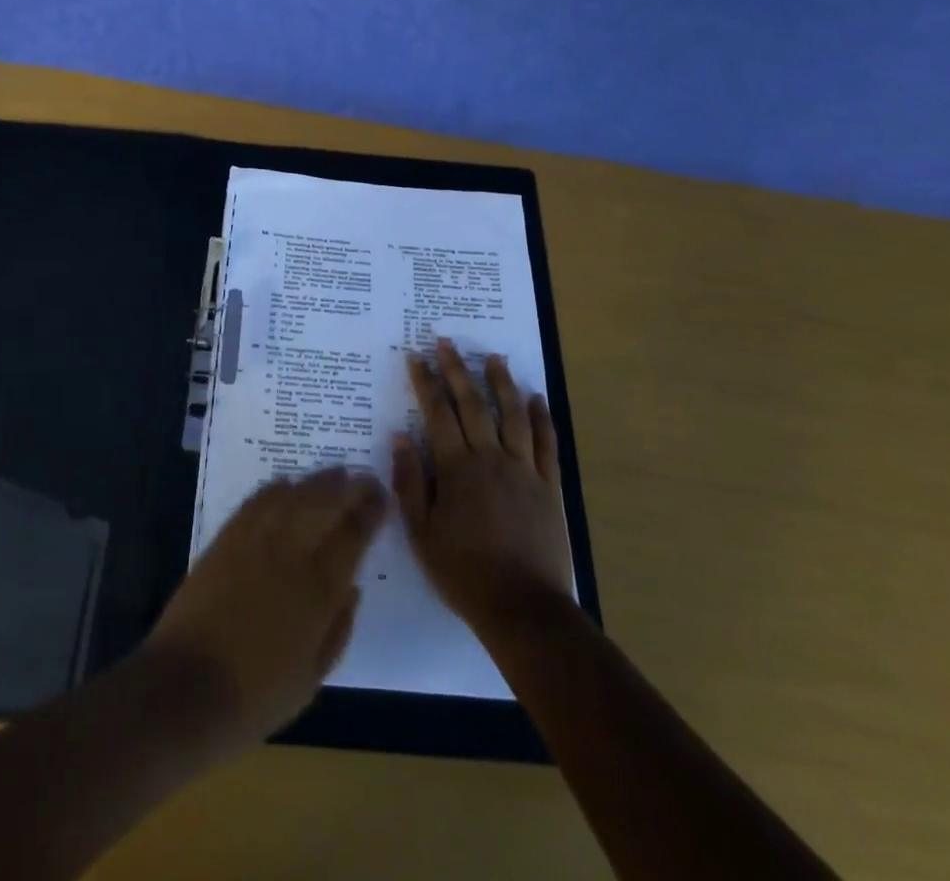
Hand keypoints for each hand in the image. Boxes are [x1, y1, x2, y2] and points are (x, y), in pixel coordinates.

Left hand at [144, 466, 386, 752]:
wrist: (185, 689)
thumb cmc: (255, 696)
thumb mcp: (312, 679)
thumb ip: (338, 629)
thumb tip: (352, 589)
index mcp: (319, 588)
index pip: (354, 534)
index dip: (371, 510)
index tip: (382, 498)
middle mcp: (290, 552)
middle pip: (325, 502)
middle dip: (349, 486)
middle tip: (364, 478)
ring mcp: (255, 540)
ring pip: (293, 494)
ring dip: (317, 480)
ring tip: (334, 473)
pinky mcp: (226, 538)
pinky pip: (257, 500)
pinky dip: (276, 488)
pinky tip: (287, 484)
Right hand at [393, 340, 574, 637]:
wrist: (522, 608)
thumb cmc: (463, 573)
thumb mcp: (421, 533)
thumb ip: (410, 483)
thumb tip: (400, 438)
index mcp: (456, 469)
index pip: (437, 413)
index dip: (426, 382)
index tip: (417, 356)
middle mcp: (490, 458)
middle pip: (473, 404)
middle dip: (457, 370)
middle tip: (447, 342)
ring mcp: (524, 470)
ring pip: (513, 415)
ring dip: (502, 382)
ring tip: (493, 357)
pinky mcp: (549, 486)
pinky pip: (547, 443)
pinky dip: (542, 418)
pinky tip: (536, 398)